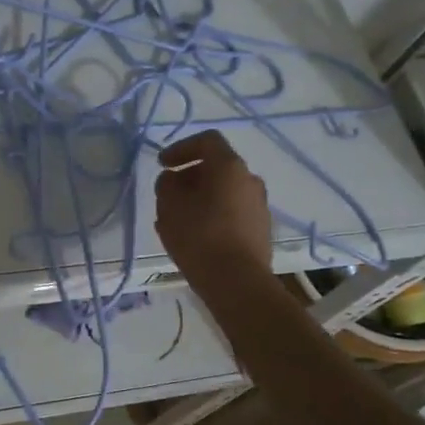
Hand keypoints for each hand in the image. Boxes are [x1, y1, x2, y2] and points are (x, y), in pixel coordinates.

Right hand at [153, 130, 271, 292]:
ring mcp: (259, 206)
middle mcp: (250, 180)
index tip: (163, 165)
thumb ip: (167, 184)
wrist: (238, 283)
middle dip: (190, 176)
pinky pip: (233, 212)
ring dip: (201, 197)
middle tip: (168, 193)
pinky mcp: (261, 230)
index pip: (207, 141)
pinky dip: (213, 214)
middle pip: (217, 167)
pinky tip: (196, 236)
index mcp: (230, 166)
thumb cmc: (199, 236)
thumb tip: (173, 179)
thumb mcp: (169, 206)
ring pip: (225, 191)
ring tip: (178, 218)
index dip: (181, 148)